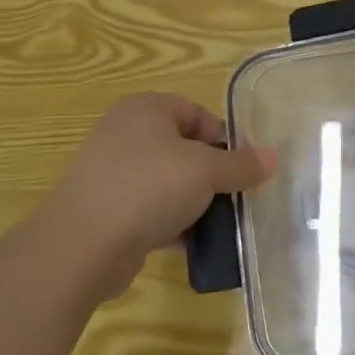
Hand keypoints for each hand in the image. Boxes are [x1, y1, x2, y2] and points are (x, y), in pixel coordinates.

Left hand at [33, 93, 275, 296]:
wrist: (82, 245)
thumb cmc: (148, 188)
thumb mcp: (206, 171)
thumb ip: (241, 164)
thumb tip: (272, 157)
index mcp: (146, 108)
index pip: (197, 113)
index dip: (224, 139)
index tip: (242, 169)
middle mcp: (124, 132)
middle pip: (183, 148)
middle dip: (211, 174)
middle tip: (234, 197)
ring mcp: (110, 171)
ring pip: (167, 181)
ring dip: (193, 201)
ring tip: (217, 224)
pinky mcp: (104, 208)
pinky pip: (148, 208)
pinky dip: (170, 222)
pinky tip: (190, 243)